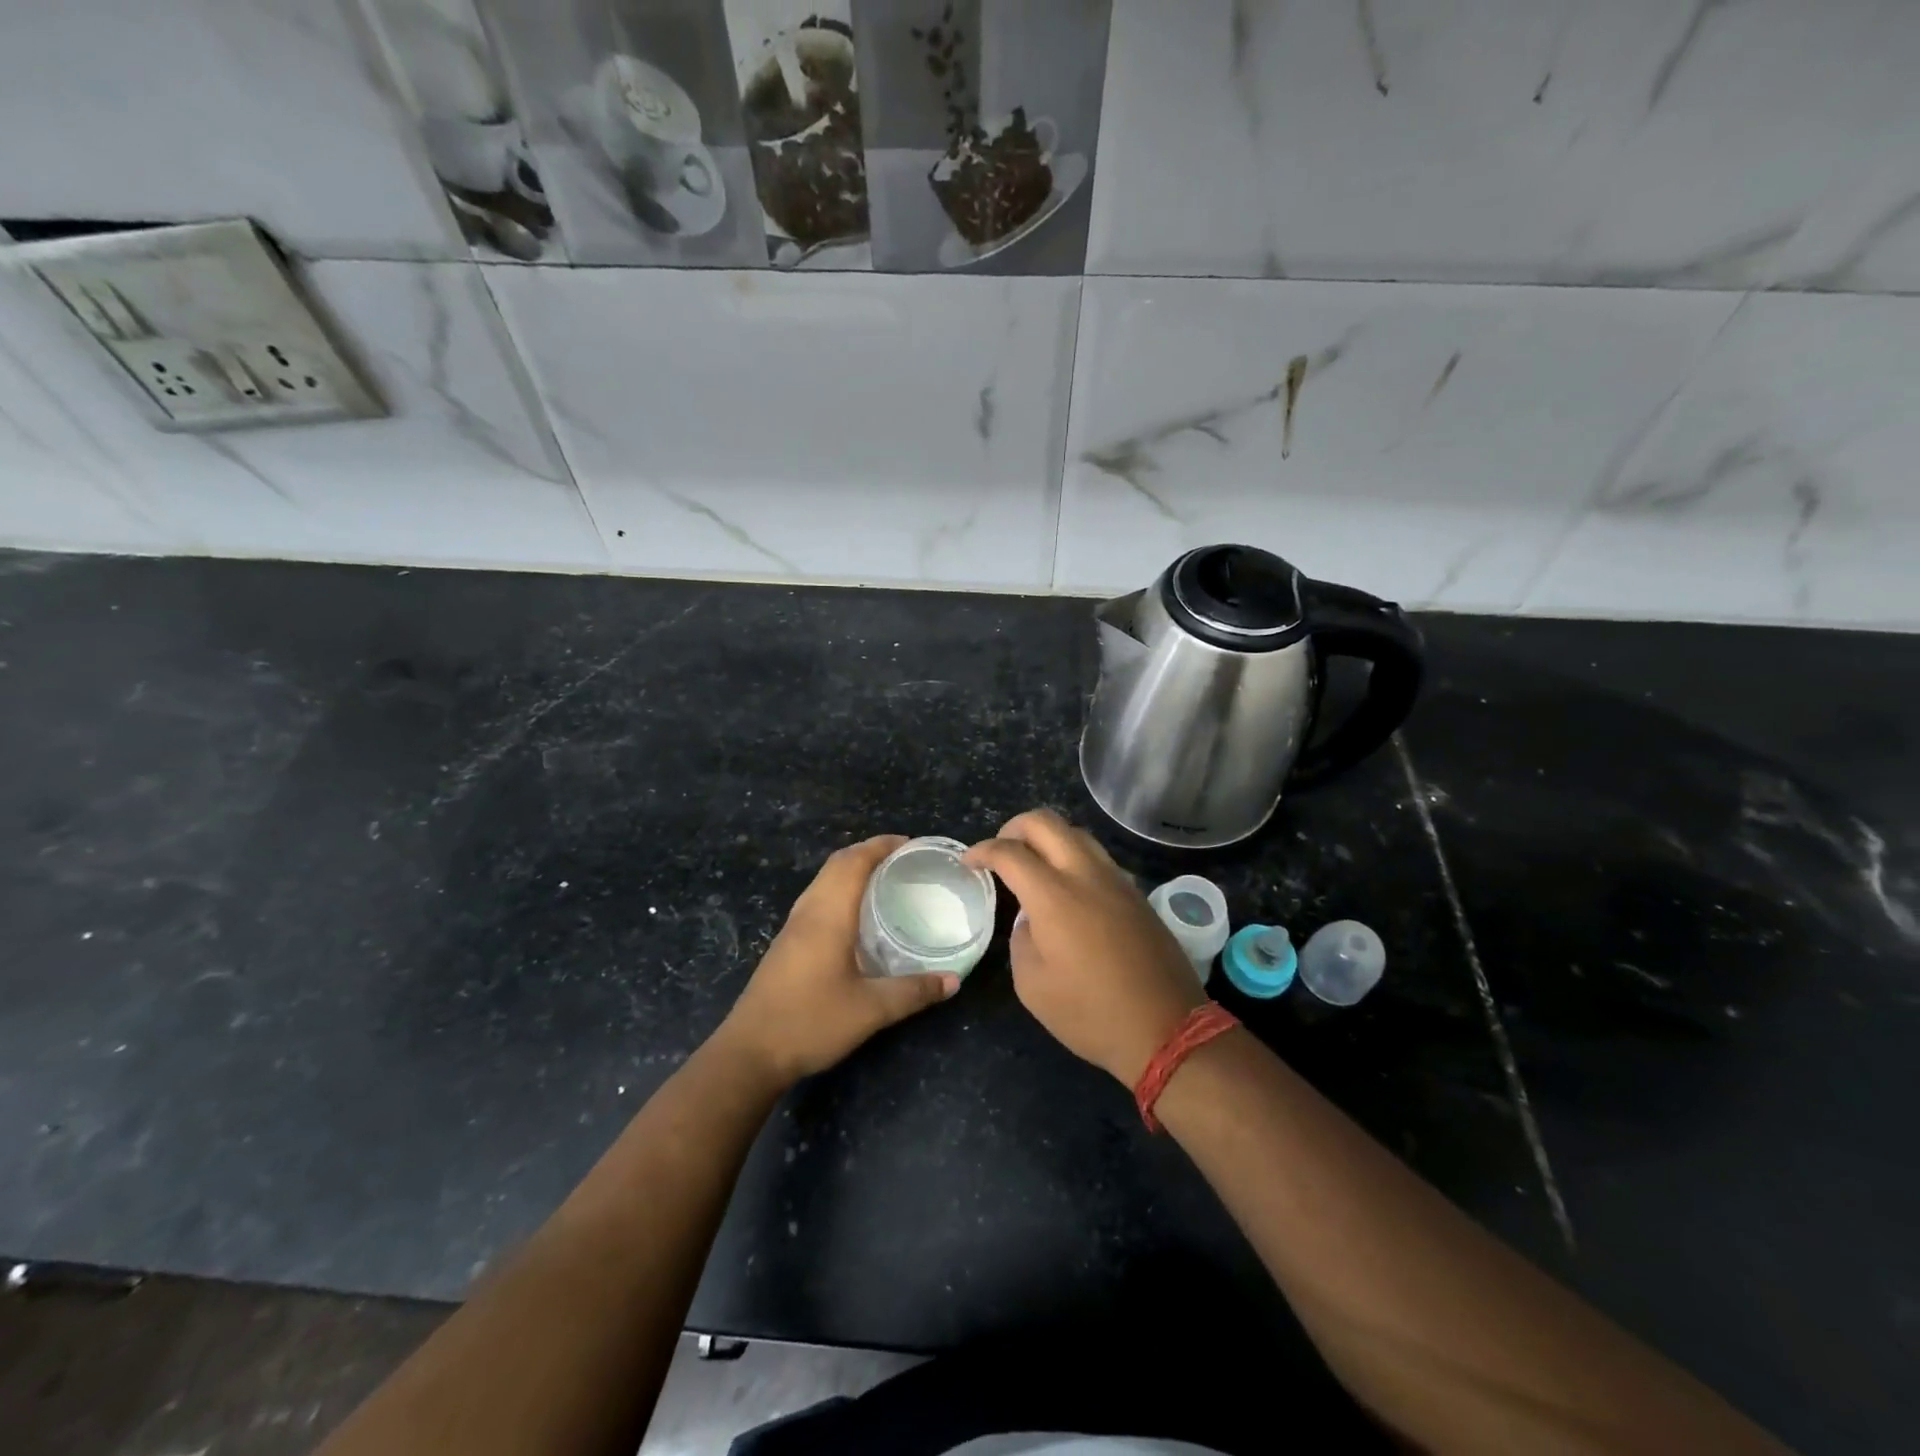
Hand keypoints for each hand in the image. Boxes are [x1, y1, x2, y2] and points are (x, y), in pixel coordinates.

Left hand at [717, 835, 957, 1087]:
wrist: (749, 1052)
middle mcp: (808, 912)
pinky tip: (855, 917)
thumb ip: (913, 992)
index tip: (910, 844)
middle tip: (903, 860)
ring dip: (851, 870)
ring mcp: (792, 928)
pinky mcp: (785, 944)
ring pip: (823, 881)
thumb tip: (953, 980)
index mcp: (828, 915)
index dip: (881, 845)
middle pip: (836, 864)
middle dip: (868, 852)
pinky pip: (816, 899)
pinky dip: (839, 890)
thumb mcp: (870, 1010)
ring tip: (883, 880)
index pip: (854, 862)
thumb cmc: (811, 1022)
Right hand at [966, 810, 1205, 1085]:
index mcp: (1054, 895)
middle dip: (1013, 828)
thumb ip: (1021, 938)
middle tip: (1000, 852)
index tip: (968, 862)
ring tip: (1032, 865)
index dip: (982, 850)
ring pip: (1076, 832)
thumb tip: (1031, 919)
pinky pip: (1098, 857)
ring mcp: (1116, 880)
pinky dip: (1073, 857)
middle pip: (1045, 821)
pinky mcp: (1136, 893)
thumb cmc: (1091, 1013)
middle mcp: (1086, 874)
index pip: (1009, 852)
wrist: (1167, 1028)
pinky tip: (1067, 887)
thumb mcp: (1032, 985)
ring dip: (1048, 838)